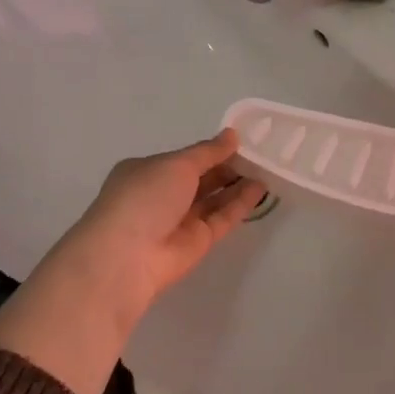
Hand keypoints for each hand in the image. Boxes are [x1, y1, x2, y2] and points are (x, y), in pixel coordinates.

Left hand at [0, 131, 266, 393]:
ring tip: (267, 168)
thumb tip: (232, 135)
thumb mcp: (176, 164)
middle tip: (260, 153)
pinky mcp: (197, 243)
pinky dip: (239, 204)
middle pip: (200, 178)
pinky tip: (260, 188)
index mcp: (147, 171)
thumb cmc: (144, 197)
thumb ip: (207, 152)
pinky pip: (221, 218)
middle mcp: (162, 195)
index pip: (184, 158)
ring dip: (237, 184)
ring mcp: (179, 221)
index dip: (211, 150)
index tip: (241, 140)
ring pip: (213, 199)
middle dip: (227, 166)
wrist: (127, 257)